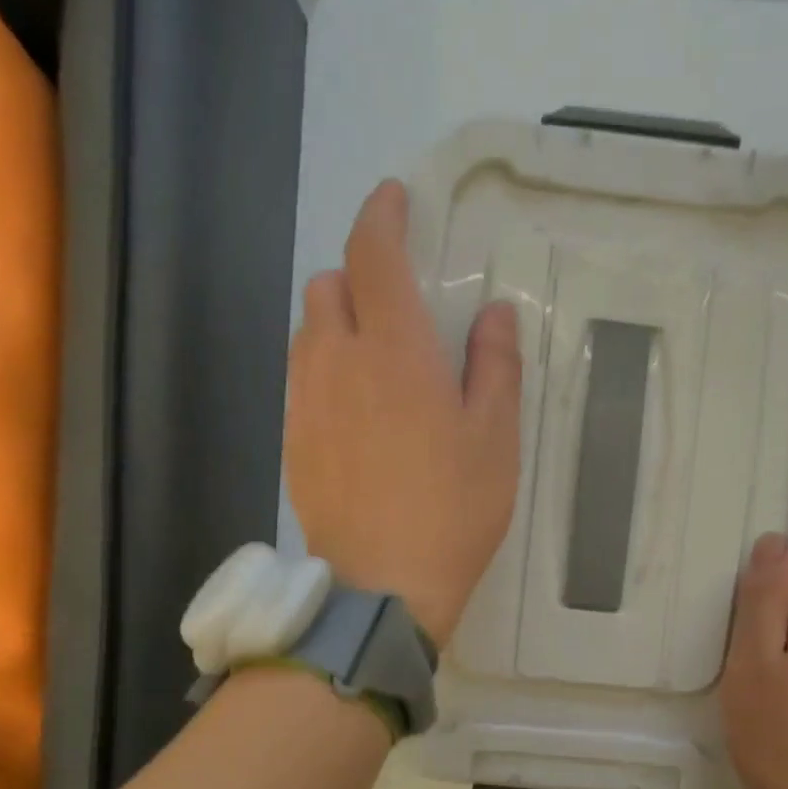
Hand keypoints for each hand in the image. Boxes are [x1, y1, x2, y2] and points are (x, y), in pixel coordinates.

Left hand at [284, 180, 522, 647]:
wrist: (382, 586)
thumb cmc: (452, 510)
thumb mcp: (495, 438)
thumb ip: (495, 365)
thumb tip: (494, 313)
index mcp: (394, 348)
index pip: (374, 253)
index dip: (382, 216)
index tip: (395, 201)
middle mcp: (336, 360)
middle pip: (328, 286)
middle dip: (359, 276)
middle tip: (397, 305)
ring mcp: (304, 401)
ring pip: (308, 332)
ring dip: (337, 324)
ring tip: (376, 360)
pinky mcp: (292, 440)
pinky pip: (301, 379)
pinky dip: (324, 370)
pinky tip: (355, 410)